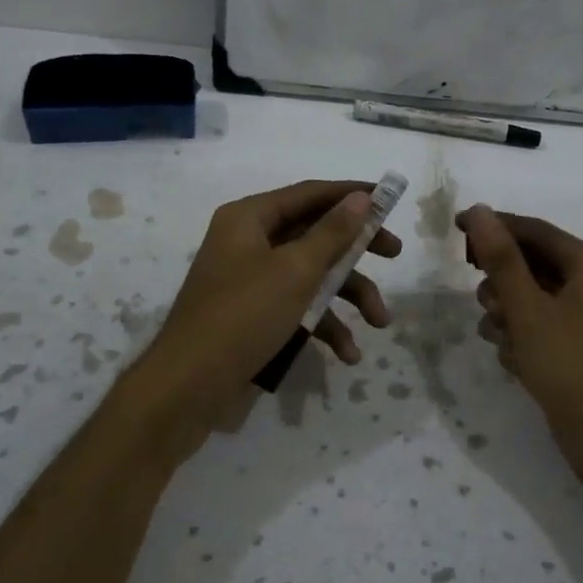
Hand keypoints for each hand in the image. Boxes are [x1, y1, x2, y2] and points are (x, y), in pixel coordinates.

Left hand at [131, 181, 400, 451]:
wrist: (187, 389)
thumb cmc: (243, 316)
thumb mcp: (295, 271)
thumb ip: (332, 233)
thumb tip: (360, 198)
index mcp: (249, 218)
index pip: (310, 193)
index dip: (352, 195)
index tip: (389, 200)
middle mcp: (248, 241)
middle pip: (314, 234)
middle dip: (356, 250)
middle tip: (395, 254)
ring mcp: (250, 279)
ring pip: (310, 274)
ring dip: (347, 297)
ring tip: (380, 322)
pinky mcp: (253, 314)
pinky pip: (296, 306)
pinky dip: (323, 324)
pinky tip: (346, 353)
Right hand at [456, 205, 582, 506]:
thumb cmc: (573, 367)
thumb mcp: (529, 310)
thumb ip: (502, 259)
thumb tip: (479, 210)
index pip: (535, 230)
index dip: (494, 226)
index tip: (454, 228)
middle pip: (532, 265)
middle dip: (502, 282)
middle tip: (485, 303)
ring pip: (532, 299)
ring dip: (508, 314)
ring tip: (501, 338)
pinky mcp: (580, 351)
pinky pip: (540, 328)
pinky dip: (522, 338)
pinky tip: (516, 362)